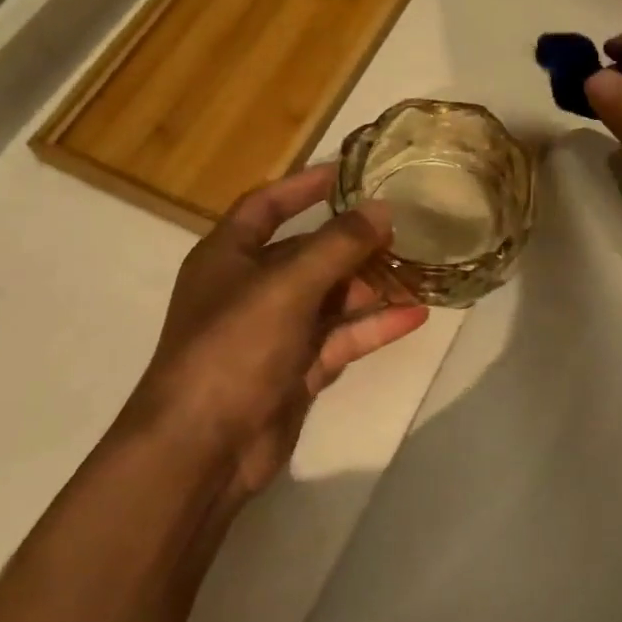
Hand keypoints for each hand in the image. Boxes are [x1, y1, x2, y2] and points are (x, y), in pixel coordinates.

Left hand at [124, 164, 428, 501]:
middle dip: (353, 241)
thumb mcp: (286, 286)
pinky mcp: (297, 369)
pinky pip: (342, 337)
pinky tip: (415, 315)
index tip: (352, 170)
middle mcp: (251, 288)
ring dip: (371, 284)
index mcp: (229, 256)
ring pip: (331, 297)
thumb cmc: (233, 349)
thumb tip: (383, 210)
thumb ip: (337, 246)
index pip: (267, 205)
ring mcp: (276, 332)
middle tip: (405, 226)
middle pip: (308, 252)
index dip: (305, 185)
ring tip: (420, 269)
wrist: (201, 451)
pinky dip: (374, 326)